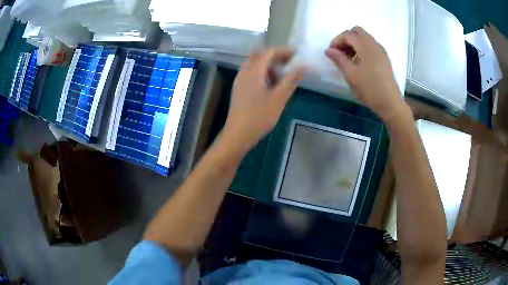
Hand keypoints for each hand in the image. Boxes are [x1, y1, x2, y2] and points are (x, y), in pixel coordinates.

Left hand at [224, 48, 302, 150]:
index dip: (284, 51)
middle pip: (259, 55)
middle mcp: (244, 72)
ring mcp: (239, 81)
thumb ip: (291, 80)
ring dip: (268, 65)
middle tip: (288, 63)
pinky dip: (262, 73)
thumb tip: (303, 66)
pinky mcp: (239, 89)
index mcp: (254, 71)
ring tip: (282, 76)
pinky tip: (271, 86)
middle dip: (275, 56)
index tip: (297, 55)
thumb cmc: (259, 117)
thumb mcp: (279, 99)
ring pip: (254, 65)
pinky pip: (251, 74)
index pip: (269, 52)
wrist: (238, 134)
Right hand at [325, 26, 407, 121]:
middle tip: (340, 52)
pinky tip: (359, 62)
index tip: (330, 53)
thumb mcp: (351, 75)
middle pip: (357, 31)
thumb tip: (328, 50)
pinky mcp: (384, 58)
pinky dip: (362, 48)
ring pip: (364, 38)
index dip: (336, 41)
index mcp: (365, 46)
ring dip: (354, 43)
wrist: (390, 103)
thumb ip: (339, 59)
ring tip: (348, 59)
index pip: (348, 34)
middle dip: (346, 39)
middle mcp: (374, 44)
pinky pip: (371, 45)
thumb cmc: (369, 89)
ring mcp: (381, 51)